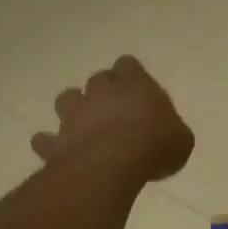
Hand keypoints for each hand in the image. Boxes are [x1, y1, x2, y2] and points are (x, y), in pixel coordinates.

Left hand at [32, 57, 194, 182]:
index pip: (129, 65)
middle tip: (116, 108)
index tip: (138, 88)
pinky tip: (58, 149)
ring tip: (84, 122)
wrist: (112, 163)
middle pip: (98, 79)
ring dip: (74, 108)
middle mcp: (101, 92)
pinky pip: (46, 139)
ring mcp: (75, 115)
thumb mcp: (181, 139)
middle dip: (104, 90)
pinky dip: (50, 142)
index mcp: (135, 84)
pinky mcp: (56, 141)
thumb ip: (171, 130)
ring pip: (66, 99)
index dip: (132, 74)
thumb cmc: (155, 144)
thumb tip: (166, 135)